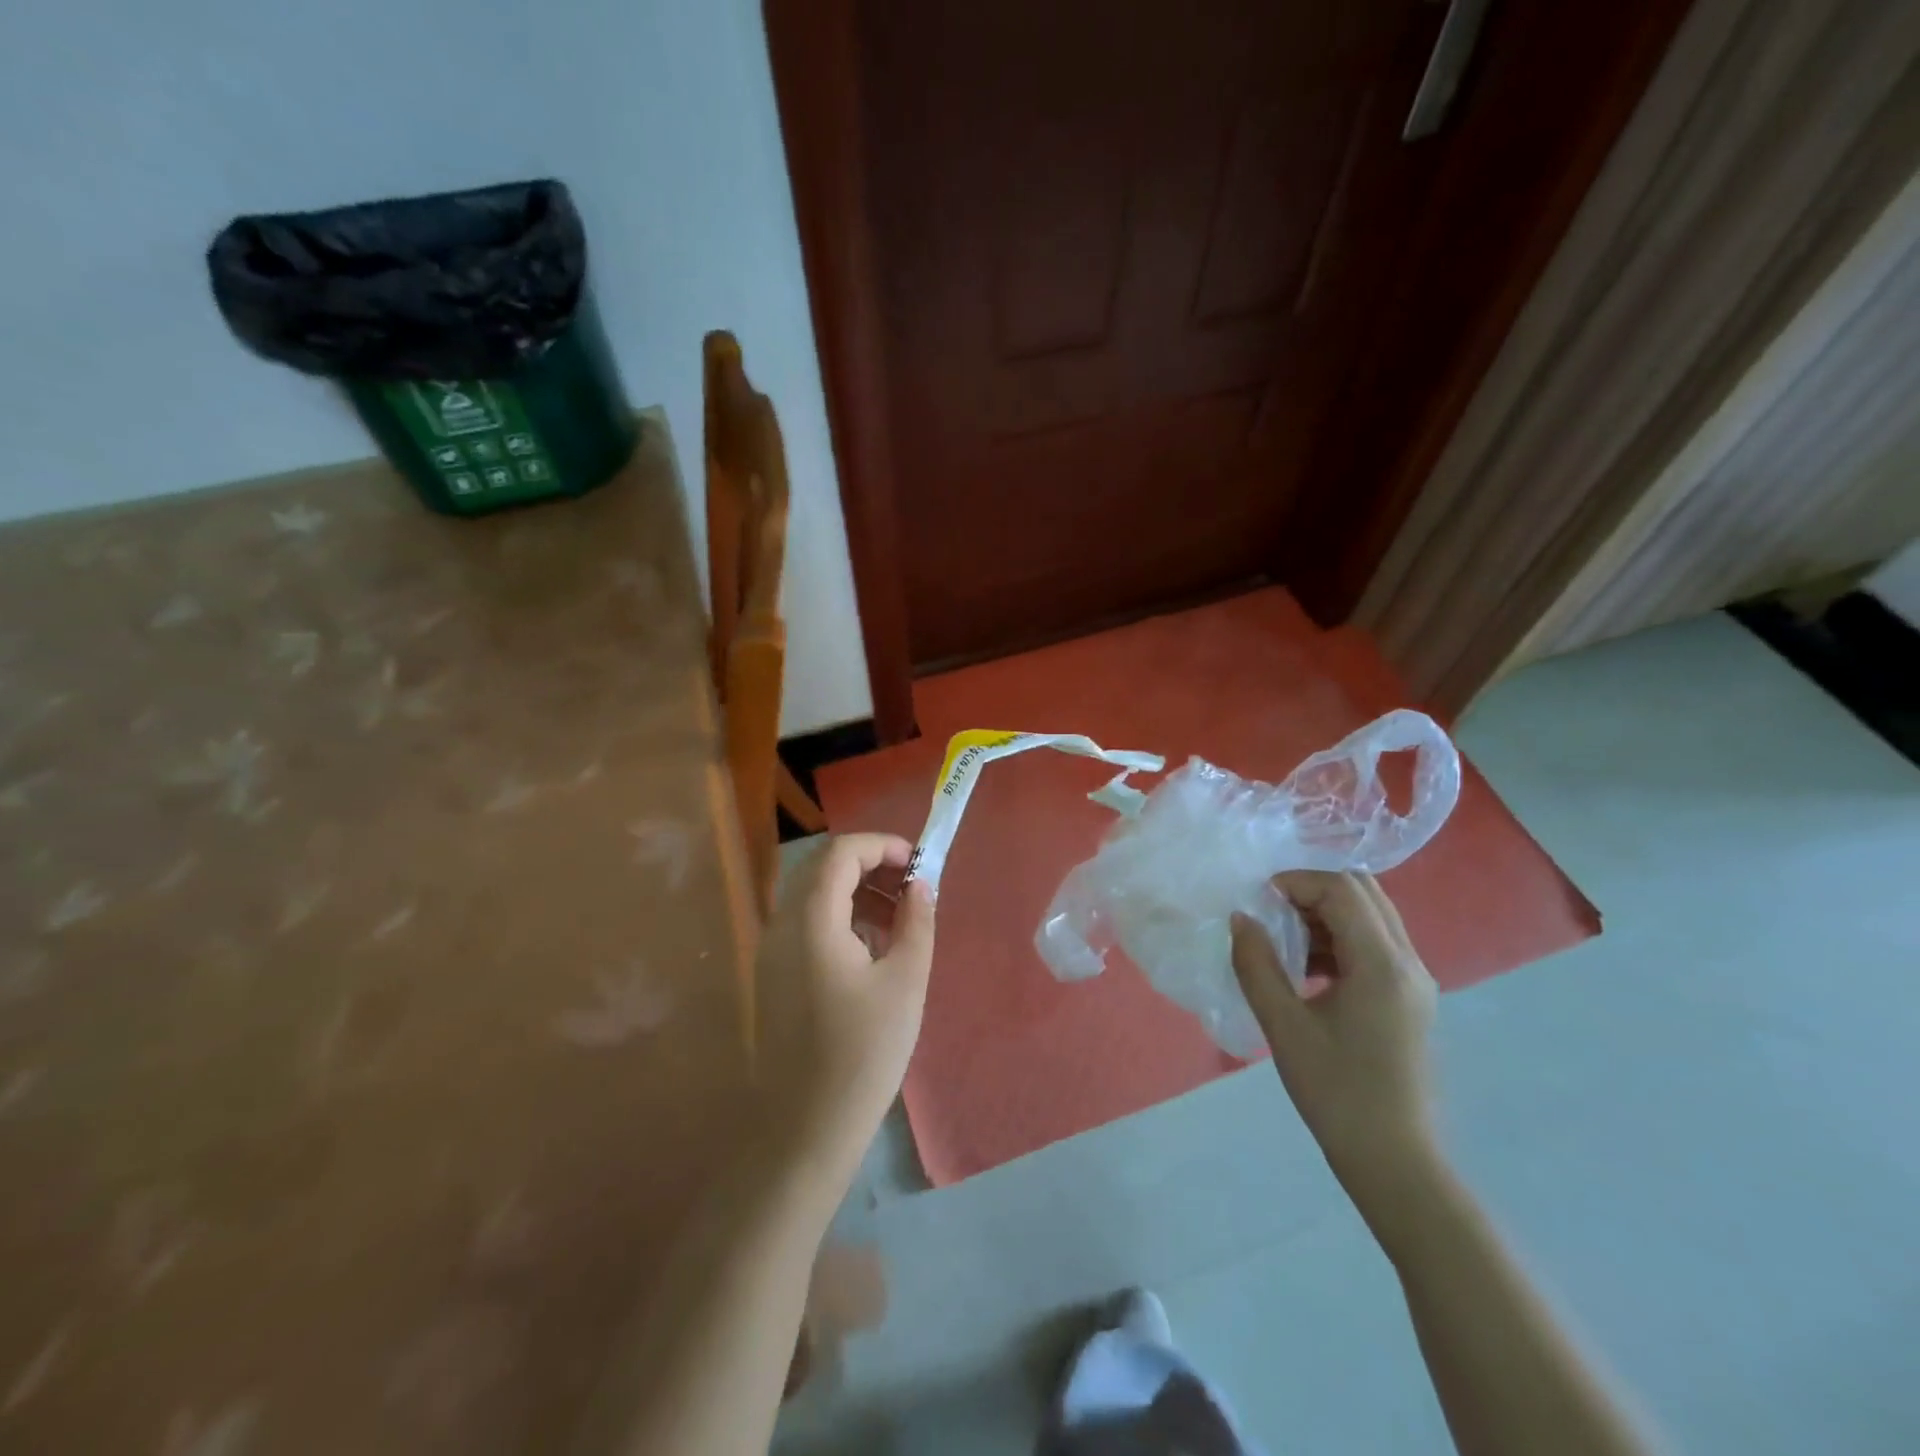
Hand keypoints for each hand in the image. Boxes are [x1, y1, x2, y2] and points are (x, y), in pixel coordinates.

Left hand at [752, 834, 936, 1190]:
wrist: (803, 1129)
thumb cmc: (862, 1053)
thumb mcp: (904, 981)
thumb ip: (916, 921)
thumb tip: (921, 885)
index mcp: (812, 918)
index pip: (842, 852)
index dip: (882, 846)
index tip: (919, 864)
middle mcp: (782, 924)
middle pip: (824, 869)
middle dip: (872, 866)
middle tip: (913, 887)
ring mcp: (772, 951)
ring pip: (815, 896)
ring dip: (858, 892)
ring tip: (901, 918)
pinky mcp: (774, 976)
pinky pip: (808, 926)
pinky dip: (842, 919)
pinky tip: (874, 950)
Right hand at [1230, 871, 1439, 1208]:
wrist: (1395, 1162)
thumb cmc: (1336, 1093)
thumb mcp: (1284, 1027)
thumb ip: (1257, 965)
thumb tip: (1240, 918)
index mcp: (1382, 964)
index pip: (1341, 890)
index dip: (1295, 882)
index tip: (1257, 901)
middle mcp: (1408, 962)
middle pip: (1364, 892)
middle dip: (1312, 890)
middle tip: (1270, 911)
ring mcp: (1414, 981)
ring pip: (1372, 916)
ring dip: (1326, 914)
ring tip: (1283, 941)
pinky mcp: (1410, 1000)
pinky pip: (1375, 944)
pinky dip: (1339, 938)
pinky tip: (1307, 970)